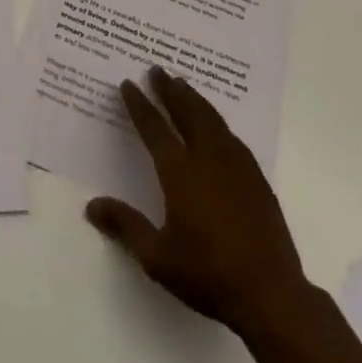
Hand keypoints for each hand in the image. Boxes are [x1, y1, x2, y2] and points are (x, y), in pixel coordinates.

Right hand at [86, 67, 305, 338]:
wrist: (270, 293)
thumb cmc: (208, 275)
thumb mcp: (157, 258)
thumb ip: (125, 226)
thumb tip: (91, 205)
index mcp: (180, 172)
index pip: (155, 129)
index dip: (140, 105)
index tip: (128, 84)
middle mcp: (207, 159)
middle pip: (186, 112)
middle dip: (169, 89)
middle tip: (157, 69)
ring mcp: (236, 165)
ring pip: (212, 119)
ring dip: (194, 99)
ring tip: (183, 84)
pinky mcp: (256, 178)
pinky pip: (232, 136)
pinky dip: (217, 120)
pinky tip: (216, 124)